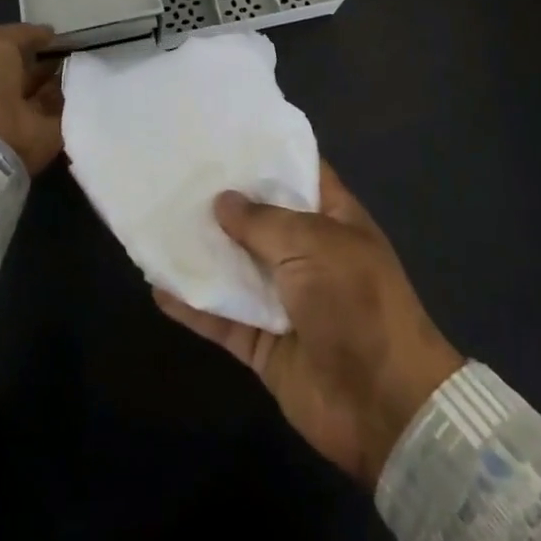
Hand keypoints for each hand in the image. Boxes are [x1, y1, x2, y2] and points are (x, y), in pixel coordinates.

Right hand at [154, 160, 464, 485]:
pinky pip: (223, 319)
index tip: (223, 137)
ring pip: (236, 268)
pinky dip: (194, 306)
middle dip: (223, 203)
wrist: (382, 403)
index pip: (299, 173)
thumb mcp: (313, 244)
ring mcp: (285, 299)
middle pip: (259, 220)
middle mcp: (308, 253)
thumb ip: (263, 222)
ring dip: (202, 252)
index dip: (266, 155)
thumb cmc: (356, 302)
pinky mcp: (263, 343)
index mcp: (333, 219)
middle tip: (175, 176)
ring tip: (157, 224)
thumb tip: (222, 200)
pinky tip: (158, 287)